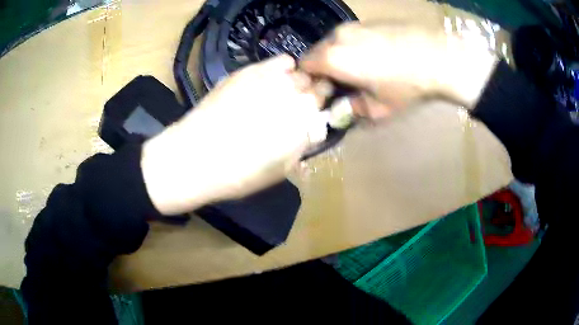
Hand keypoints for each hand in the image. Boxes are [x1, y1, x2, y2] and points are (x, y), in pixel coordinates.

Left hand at [141, 55, 327, 214]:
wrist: (195, 157)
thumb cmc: (239, 173)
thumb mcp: (282, 170)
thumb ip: (303, 145)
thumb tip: (314, 128)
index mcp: (304, 121)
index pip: (327, 100)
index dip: (322, 104)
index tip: (315, 110)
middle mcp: (293, 95)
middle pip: (316, 82)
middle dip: (312, 91)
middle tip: (298, 103)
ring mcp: (270, 79)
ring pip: (299, 70)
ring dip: (297, 81)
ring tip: (282, 92)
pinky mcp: (249, 71)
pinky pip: (279, 61)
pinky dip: (281, 68)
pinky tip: (270, 79)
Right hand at [300, 21, 497, 119]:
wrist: (437, 57)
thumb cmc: (405, 86)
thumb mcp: (378, 110)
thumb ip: (352, 110)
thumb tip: (341, 110)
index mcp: (333, 58)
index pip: (303, 67)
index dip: (310, 81)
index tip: (324, 91)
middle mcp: (337, 36)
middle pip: (317, 52)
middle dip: (324, 68)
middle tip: (343, 83)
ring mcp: (354, 25)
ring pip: (334, 42)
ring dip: (339, 56)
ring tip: (361, 69)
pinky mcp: (368, 21)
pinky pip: (350, 35)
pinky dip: (353, 46)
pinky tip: (375, 56)